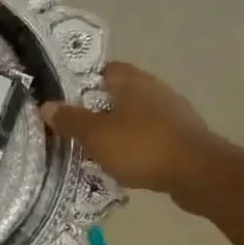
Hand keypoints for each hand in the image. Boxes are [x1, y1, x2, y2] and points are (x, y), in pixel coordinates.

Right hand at [41, 61, 226, 208]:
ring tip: (96, 149)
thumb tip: (46, 105)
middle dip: (98, 110)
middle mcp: (155, 90)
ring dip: (118, 130)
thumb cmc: (141, 146)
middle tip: (76, 128)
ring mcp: (172, 113)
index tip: (66, 101)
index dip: (84, 83)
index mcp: (133, 81)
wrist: (197, 173)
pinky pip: (150, 136)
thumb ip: (70, 120)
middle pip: (119, 94)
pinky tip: (124, 163)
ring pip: (135, 116)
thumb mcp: (95, 135)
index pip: (104, 70)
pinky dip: (135, 146)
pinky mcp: (183, 137)